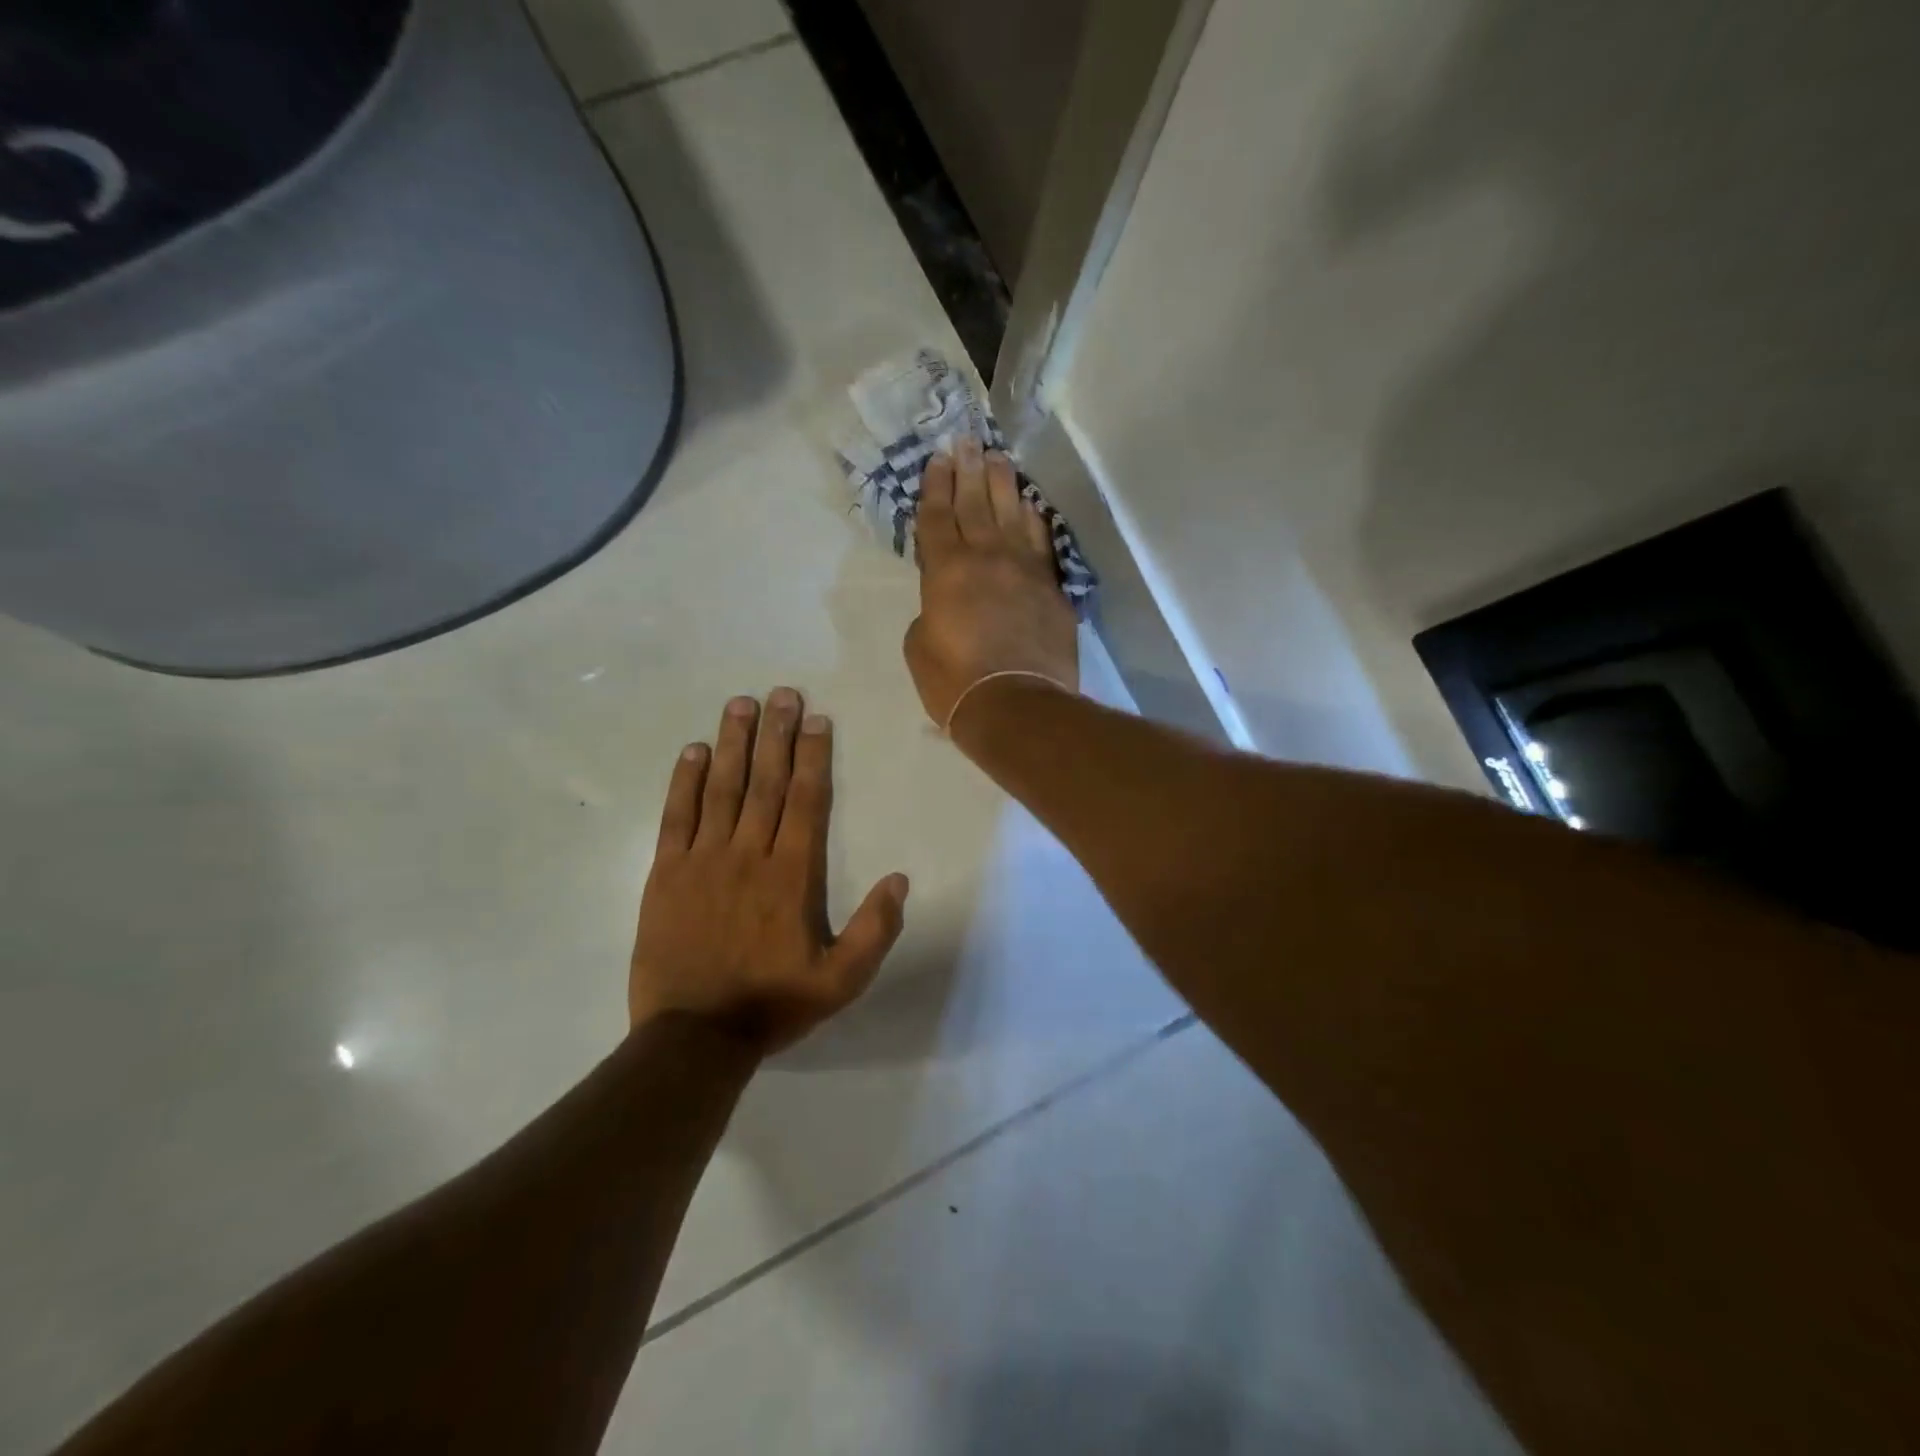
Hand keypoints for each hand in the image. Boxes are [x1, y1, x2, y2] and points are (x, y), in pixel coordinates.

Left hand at [629, 690, 908, 1053]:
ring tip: (741, 703)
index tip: (816, 720)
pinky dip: (685, 781)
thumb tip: (900, 879)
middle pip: (765, 782)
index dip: (812, 756)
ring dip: (733, 743)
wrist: (693, 1037)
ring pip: (722, 789)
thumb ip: (875, 930)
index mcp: (791, 876)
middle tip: (782, 693)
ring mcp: (702, 861)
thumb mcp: (841, 981)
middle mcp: (748, 855)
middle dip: (776, 734)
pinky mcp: (665, 874)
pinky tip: (694, 750)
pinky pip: (676, 817)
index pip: (805, 801)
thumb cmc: (772, 1004)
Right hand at [903, 439, 1079, 730]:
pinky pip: (1040, 542)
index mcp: (946, 571)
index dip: (936, 487)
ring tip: (997, 458)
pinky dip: (1033, 520)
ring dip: (1003, 484)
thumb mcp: (919, 647)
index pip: (937, 518)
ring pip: (1011, 514)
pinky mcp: (1051, 588)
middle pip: (975, 504)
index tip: (938, 459)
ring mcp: (1024, 570)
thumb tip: (946, 603)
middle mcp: (986, 558)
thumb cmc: (955, 682)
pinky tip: (1029, 505)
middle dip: (968, 470)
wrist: (1016, 704)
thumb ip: (930, 612)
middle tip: (966, 440)